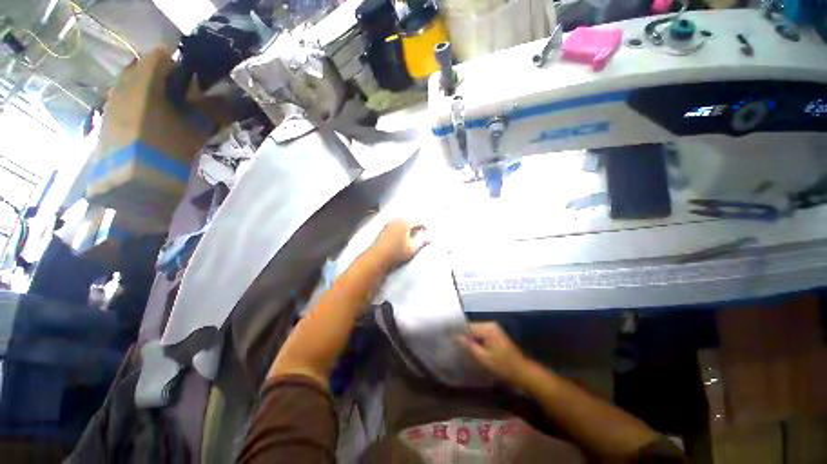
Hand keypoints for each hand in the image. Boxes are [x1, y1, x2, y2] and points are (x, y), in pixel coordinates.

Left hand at [369, 219, 429, 268]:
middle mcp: (396, 220)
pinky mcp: (383, 230)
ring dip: (408, 228)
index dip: (425, 226)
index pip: (418, 221)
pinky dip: (401, 230)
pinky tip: (402, 237)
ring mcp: (389, 224)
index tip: (429, 232)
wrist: (376, 258)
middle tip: (422, 233)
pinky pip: (396, 226)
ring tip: (412, 235)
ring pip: (402, 223)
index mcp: (405, 222)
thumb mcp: (412, 247)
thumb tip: (430, 235)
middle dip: (416, 226)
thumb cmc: (396, 252)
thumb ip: (422, 240)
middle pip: (410, 220)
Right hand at [458, 322, 530, 385]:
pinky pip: (481, 334)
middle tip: (455, 346)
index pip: (467, 326)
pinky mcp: (495, 334)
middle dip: (464, 336)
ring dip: (470, 339)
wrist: (522, 372)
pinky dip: (476, 341)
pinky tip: (472, 349)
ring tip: (461, 348)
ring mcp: (493, 329)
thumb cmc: (502, 366)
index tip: (449, 339)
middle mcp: (490, 324)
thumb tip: (455, 336)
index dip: (458, 333)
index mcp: (487, 328)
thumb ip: (468, 345)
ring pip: (475, 332)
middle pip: (471, 328)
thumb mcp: (483, 358)